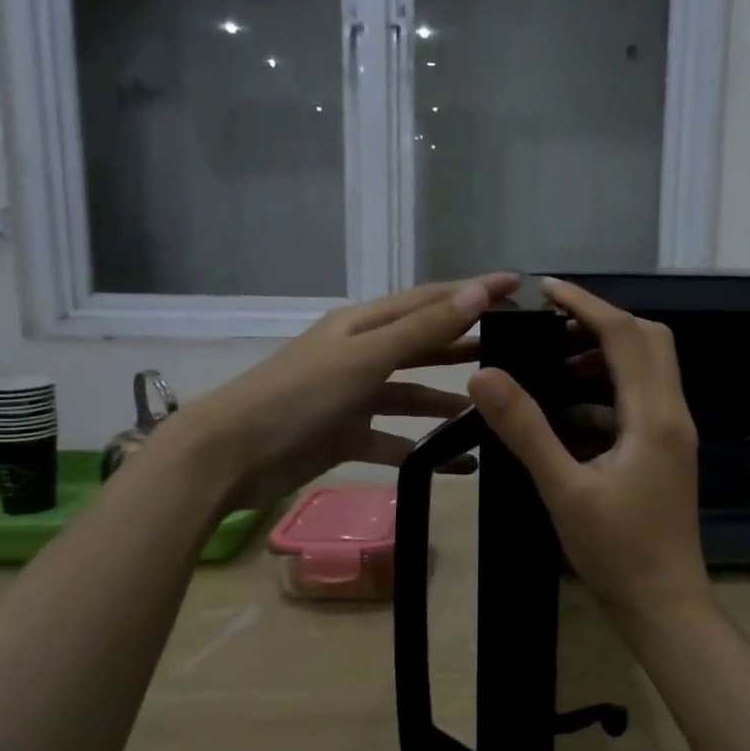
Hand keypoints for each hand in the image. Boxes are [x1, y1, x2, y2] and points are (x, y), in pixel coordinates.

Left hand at [180, 274, 518, 508]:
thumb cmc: (299, 395)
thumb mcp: (365, 357)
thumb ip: (422, 330)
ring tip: (491, 412)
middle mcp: (360, 355)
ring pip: (411, 395)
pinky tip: (458, 464)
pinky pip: (394, 439)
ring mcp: (352, 397)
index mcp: (362, 325)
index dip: (472, 292)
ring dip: (447, 403)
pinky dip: (423, 449)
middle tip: (516, 351)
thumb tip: (477, 293)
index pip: (428, 301)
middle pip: (423, 346)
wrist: (232, 455)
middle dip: (464, 347)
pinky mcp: (346, 436)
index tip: (518, 286)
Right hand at [468, 278, 711, 630]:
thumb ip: (525, 429)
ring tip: (552, 364)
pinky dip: (605, 394)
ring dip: (604, 358)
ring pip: (647, 371)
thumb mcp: (564, 489)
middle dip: (601, 324)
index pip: (625, 335)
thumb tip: (485, 376)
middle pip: (648, 341)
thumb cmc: (617, 551)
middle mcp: (671, 414)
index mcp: (652, 415)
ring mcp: (672, 435)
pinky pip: (638, 404)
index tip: (546, 290)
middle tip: (551, 327)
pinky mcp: (664, 453)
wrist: (664, 605)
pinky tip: (567, 416)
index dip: (586, 305)